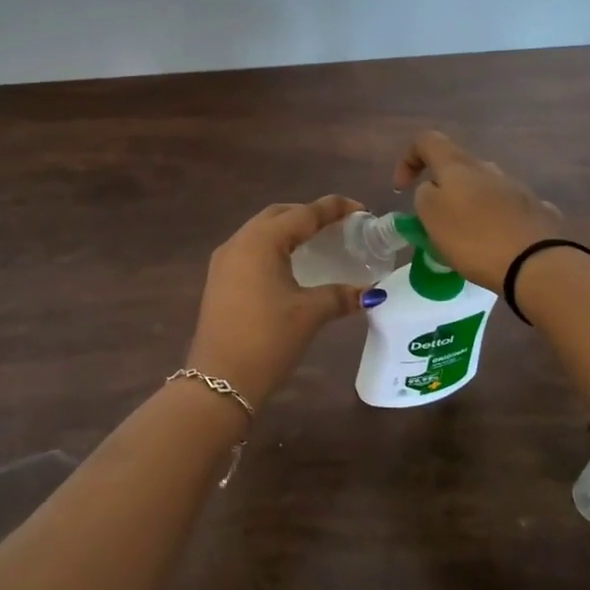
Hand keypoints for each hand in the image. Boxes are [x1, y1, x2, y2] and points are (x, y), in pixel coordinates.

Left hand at [185, 196, 369, 406]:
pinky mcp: (219, 280)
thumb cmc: (267, 339)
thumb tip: (371, 292)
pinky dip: (274, 247)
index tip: (361, 210)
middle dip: (308, 214)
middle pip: (278, 215)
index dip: (333, 208)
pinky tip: (291, 265)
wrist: (220, 380)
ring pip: (261, 232)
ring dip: (289, 231)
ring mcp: (224, 261)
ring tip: (318, 242)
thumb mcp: (309, 313)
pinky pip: (250, 250)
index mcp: (261, 241)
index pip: (303, 214)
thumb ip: (341, 296)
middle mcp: (238, 242)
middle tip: (339, 225)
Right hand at [393, 131, 564, 292]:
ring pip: (482, 190)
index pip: (426, 141)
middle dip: (441, 191)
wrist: (537, 263)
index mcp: (458, 166)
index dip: (408, 159)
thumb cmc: (474, 238)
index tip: (402, 189)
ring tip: (464, 242)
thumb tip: (433, 189)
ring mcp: (517, 188)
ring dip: (468, 208)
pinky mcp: (536, 211)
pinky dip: (493, 223)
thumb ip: (424, 195)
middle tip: (434, 224)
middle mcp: (489, 169)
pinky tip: (495, 246)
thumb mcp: (431, 216)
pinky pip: (505, 211)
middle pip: (457, 168)